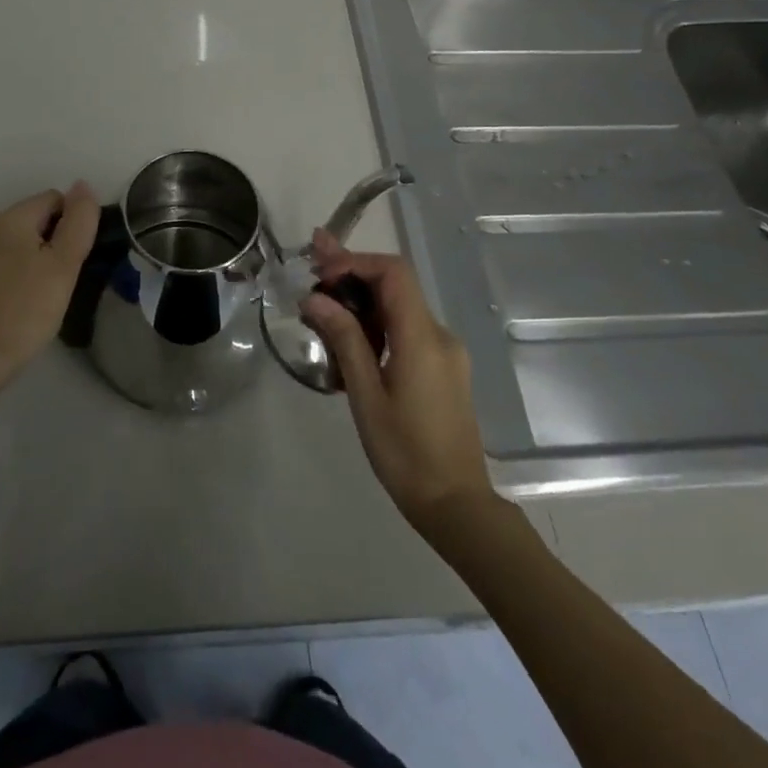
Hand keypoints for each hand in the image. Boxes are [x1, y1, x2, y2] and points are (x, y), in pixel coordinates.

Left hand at [0, 183, 100, 396]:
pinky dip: (7, 273)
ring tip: (36, 295)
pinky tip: (13, 303)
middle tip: (56, 281)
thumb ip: (78, 221)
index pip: (52, 199)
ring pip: (10, 241)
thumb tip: (83, 186)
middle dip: (48, 241)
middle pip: (30, 219)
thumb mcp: (64, 266)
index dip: (69, 225)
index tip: (71, 261)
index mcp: (7, 219)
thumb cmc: (26, 312)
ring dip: (27, 257)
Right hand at [301, 230, 494, 531]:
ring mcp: (444, 352)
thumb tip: (316, 299)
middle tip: (311, 267)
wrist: (456, 505)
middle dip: (352, 274)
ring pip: (399, 309)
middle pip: (395, 285)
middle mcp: (438, 335)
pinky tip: (347, 344)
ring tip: (319, 312)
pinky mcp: (442, 369)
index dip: (355, 261)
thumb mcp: (366, 396)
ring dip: (361, 304)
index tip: (320, 273)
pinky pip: (406, 332)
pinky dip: (376, 327)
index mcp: (422, 337)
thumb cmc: (405, 453)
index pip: (393, 272)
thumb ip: (344, 340)